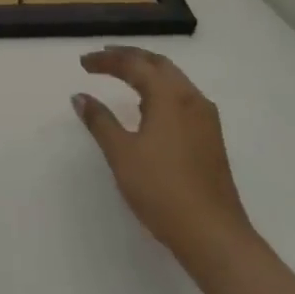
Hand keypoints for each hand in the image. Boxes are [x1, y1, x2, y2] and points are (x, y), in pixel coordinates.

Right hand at [72, 46, 251, 270]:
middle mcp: (191, 99)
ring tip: (123, 76)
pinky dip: (161, 90)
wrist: (214, 236)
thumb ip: (99, 121)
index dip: (106, 60)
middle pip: (158, 64)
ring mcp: (206, 120)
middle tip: (104, 58)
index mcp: (169, 96)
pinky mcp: (211, 139)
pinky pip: (183, 98)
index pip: (134, 64)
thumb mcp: (121, 153)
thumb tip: (80, 96)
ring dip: (147, 72)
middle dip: (130, 57)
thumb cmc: (162, 190)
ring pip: (174, 80)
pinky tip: (150, 107)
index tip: (83, 63)